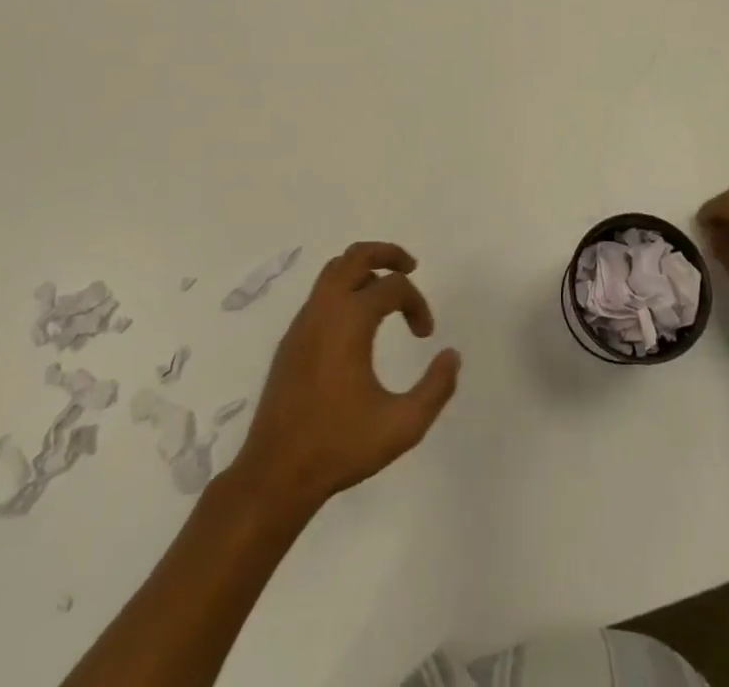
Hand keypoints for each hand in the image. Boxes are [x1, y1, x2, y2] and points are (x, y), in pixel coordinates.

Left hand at [234, 242, 459, 518]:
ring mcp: (303, 322)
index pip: (394, 287)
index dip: (417, 304)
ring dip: (363, 269)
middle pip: (356, 255)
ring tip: (385, 289)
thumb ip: (436, 388)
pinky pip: (320, 295)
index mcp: (350, 320)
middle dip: (387, 254)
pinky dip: (344, 290)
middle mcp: (324, 309)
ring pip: (334, 271)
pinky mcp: (290, 339)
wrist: (276, 473)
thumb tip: (452, 355)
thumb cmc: (340, 446)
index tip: (425, 336)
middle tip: (411, 267)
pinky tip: (357, 322)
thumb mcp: (402, 425)